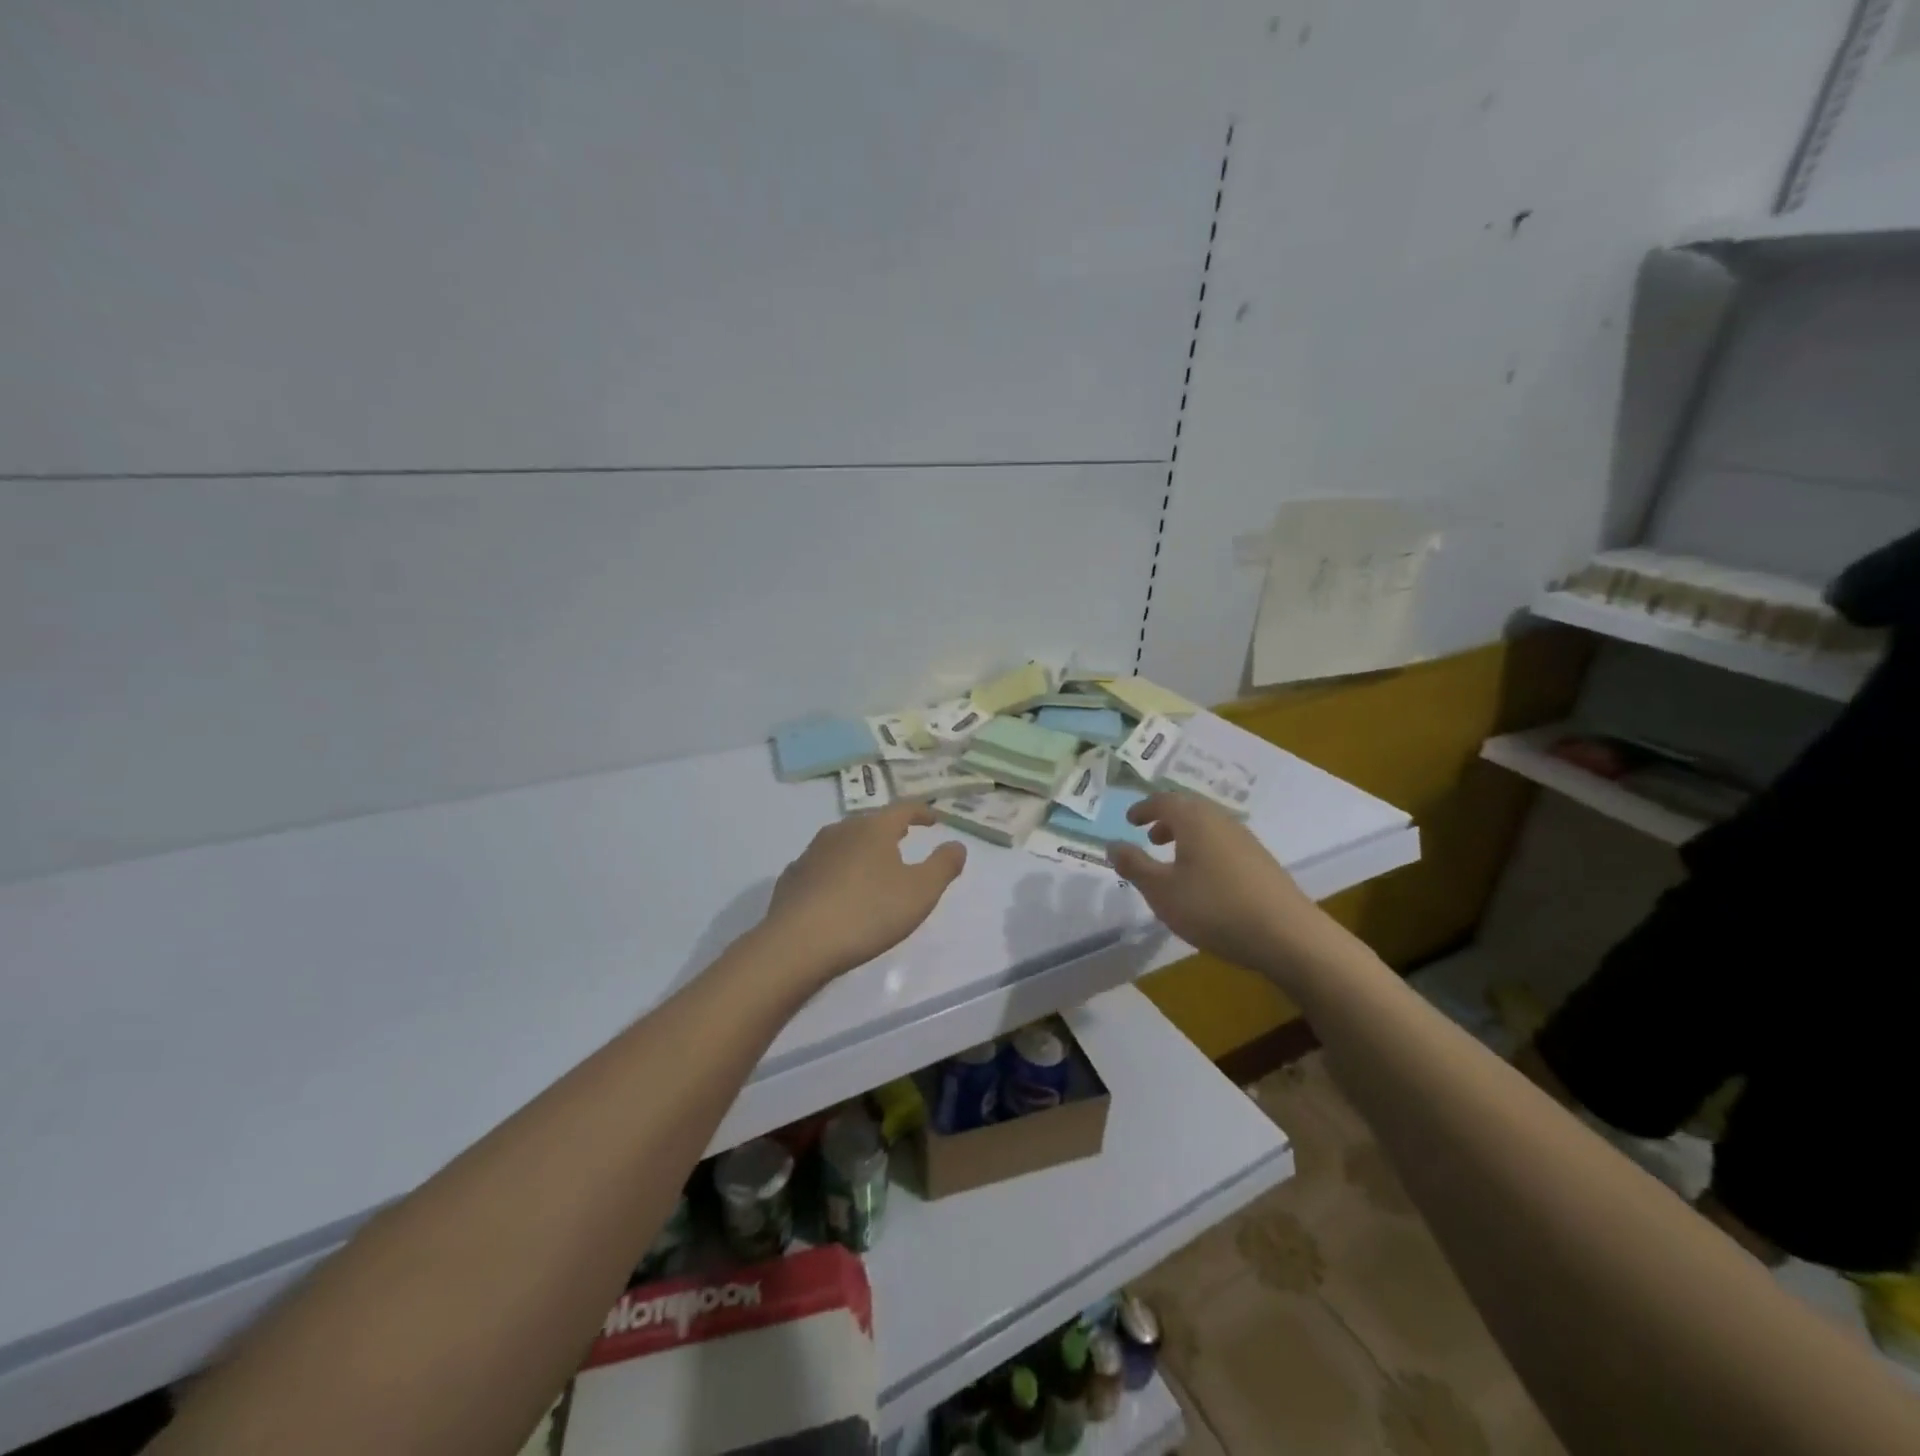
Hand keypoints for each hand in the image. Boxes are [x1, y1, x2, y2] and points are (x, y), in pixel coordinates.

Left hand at [760, 802, 967, 982]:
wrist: (798, 943)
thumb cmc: (868, 912)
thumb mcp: (920, 892)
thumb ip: (943, 866)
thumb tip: (957, 845)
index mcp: (874, 829)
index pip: (903, 808)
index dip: (922, 812)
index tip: (934, 819)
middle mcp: (841, 831)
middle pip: (871, 822)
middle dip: (890, 828)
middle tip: (904, 838)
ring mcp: (812, 852)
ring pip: (844, 842)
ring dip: (862, 849)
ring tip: (873, 865)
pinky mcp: (793, 877)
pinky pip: (822, 865)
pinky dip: (837, 870)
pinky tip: (839, 889)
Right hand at [1108, 794, 1330, 978]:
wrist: (1287, 935)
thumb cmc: (1213, 907)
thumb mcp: (1161, 890)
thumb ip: (1134, 865)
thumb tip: (1112, 844)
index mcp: (1194, 820)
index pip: (1164, 800)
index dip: (1144, 808)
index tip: (1130, 820)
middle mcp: (1221, 821)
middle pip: (1190, 809)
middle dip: (1166, 820)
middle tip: (1150, 837)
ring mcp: (1246, 841)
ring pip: (1209, 827)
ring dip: (1186, 836)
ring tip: (1173, 860)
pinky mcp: (1262, 863)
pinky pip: (1224, 844)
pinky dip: (1205, 850)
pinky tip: (1204, 880)